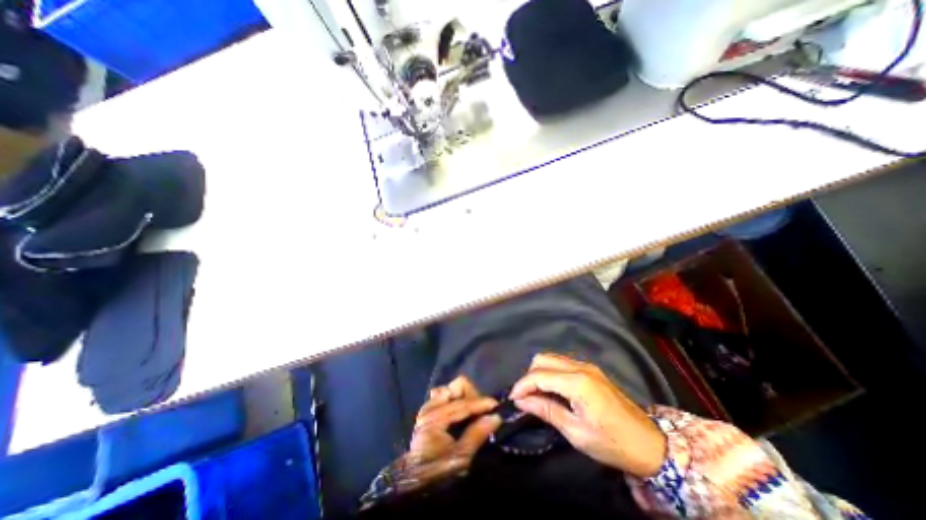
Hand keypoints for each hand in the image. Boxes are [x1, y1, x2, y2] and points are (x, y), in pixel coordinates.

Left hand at [394, 376, 503, 493]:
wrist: (417, 485)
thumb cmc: (438, 473)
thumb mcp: (460, 458)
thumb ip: (477, 434)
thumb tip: (495, 417)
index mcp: (435, 417)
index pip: (464, 403)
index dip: (481, 403)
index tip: (496, 405)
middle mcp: (431, 407)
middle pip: (457, 387)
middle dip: (473, 396)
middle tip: (482, 411)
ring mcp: (428, 407)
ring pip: (452, 388)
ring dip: (465, 396)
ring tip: (473, 412)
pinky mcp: (429, 410)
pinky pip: (445, 395)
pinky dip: (456, 399)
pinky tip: (462, 412)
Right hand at [506, 356, 665, 477]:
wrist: (650, 444)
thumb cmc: (612, 443)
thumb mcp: (575, 432)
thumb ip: (546, 411)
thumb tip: (521, 401)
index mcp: (577, 382)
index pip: (539, 375)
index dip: (522, 385)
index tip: (512, 399)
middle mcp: (580, 367)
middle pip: (542, 359)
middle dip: (529, 376)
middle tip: (525, 397)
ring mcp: (586, 366)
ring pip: (551, 359)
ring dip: (539, 373)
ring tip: (536, 395)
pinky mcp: (590, 370)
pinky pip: (561, 364)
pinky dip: (550, 373)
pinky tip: (551, 390)